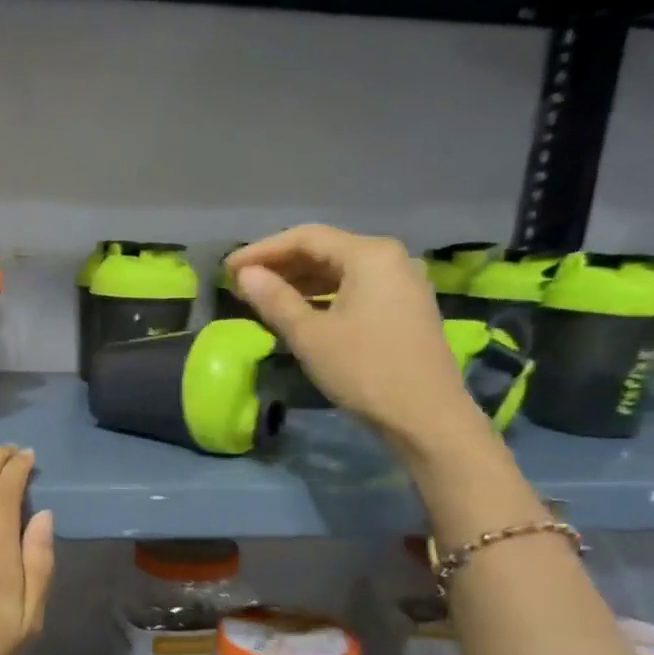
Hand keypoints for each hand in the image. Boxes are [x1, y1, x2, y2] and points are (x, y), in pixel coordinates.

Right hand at [225, 224, 488, 461]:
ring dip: (299, 281)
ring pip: (340, 270)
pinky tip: (299, 312)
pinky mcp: (404, 307)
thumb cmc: (363, 370)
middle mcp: (390, 258)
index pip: (305, 238)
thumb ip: (274, 299)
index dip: (262, 251)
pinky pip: (355, 288)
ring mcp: (402, 282)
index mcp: (369, 255)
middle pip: (325, 250)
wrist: (426, 417)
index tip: (228, 269)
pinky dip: (323, 295)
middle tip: (241, 283)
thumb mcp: (309, 335)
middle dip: (280, 265)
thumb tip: (244, 274)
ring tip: (263, 297)